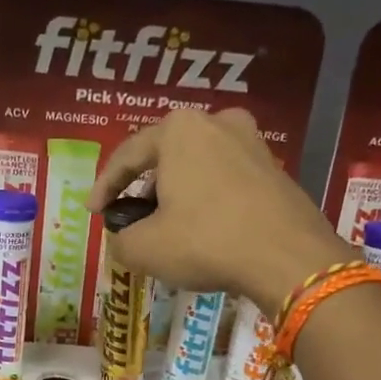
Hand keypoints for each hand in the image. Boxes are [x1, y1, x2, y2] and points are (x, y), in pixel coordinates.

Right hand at [87, 108, 352, 315]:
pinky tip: (203, 230)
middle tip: (131, 219)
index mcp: (178, 130)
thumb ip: (120, 240)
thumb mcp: (144, 249)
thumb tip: (123, 240)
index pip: (127, 156)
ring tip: (166, 227)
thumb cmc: (205, 242)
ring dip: (177, 194)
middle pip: (165, 157)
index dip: (104, 187)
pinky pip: (226, 181)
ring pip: (198, 167)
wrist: (287, 257)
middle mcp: (217, 122)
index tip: (93, 211)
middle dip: (144, 189)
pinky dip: (208, 201)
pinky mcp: (275, 169)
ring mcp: (252, 143)